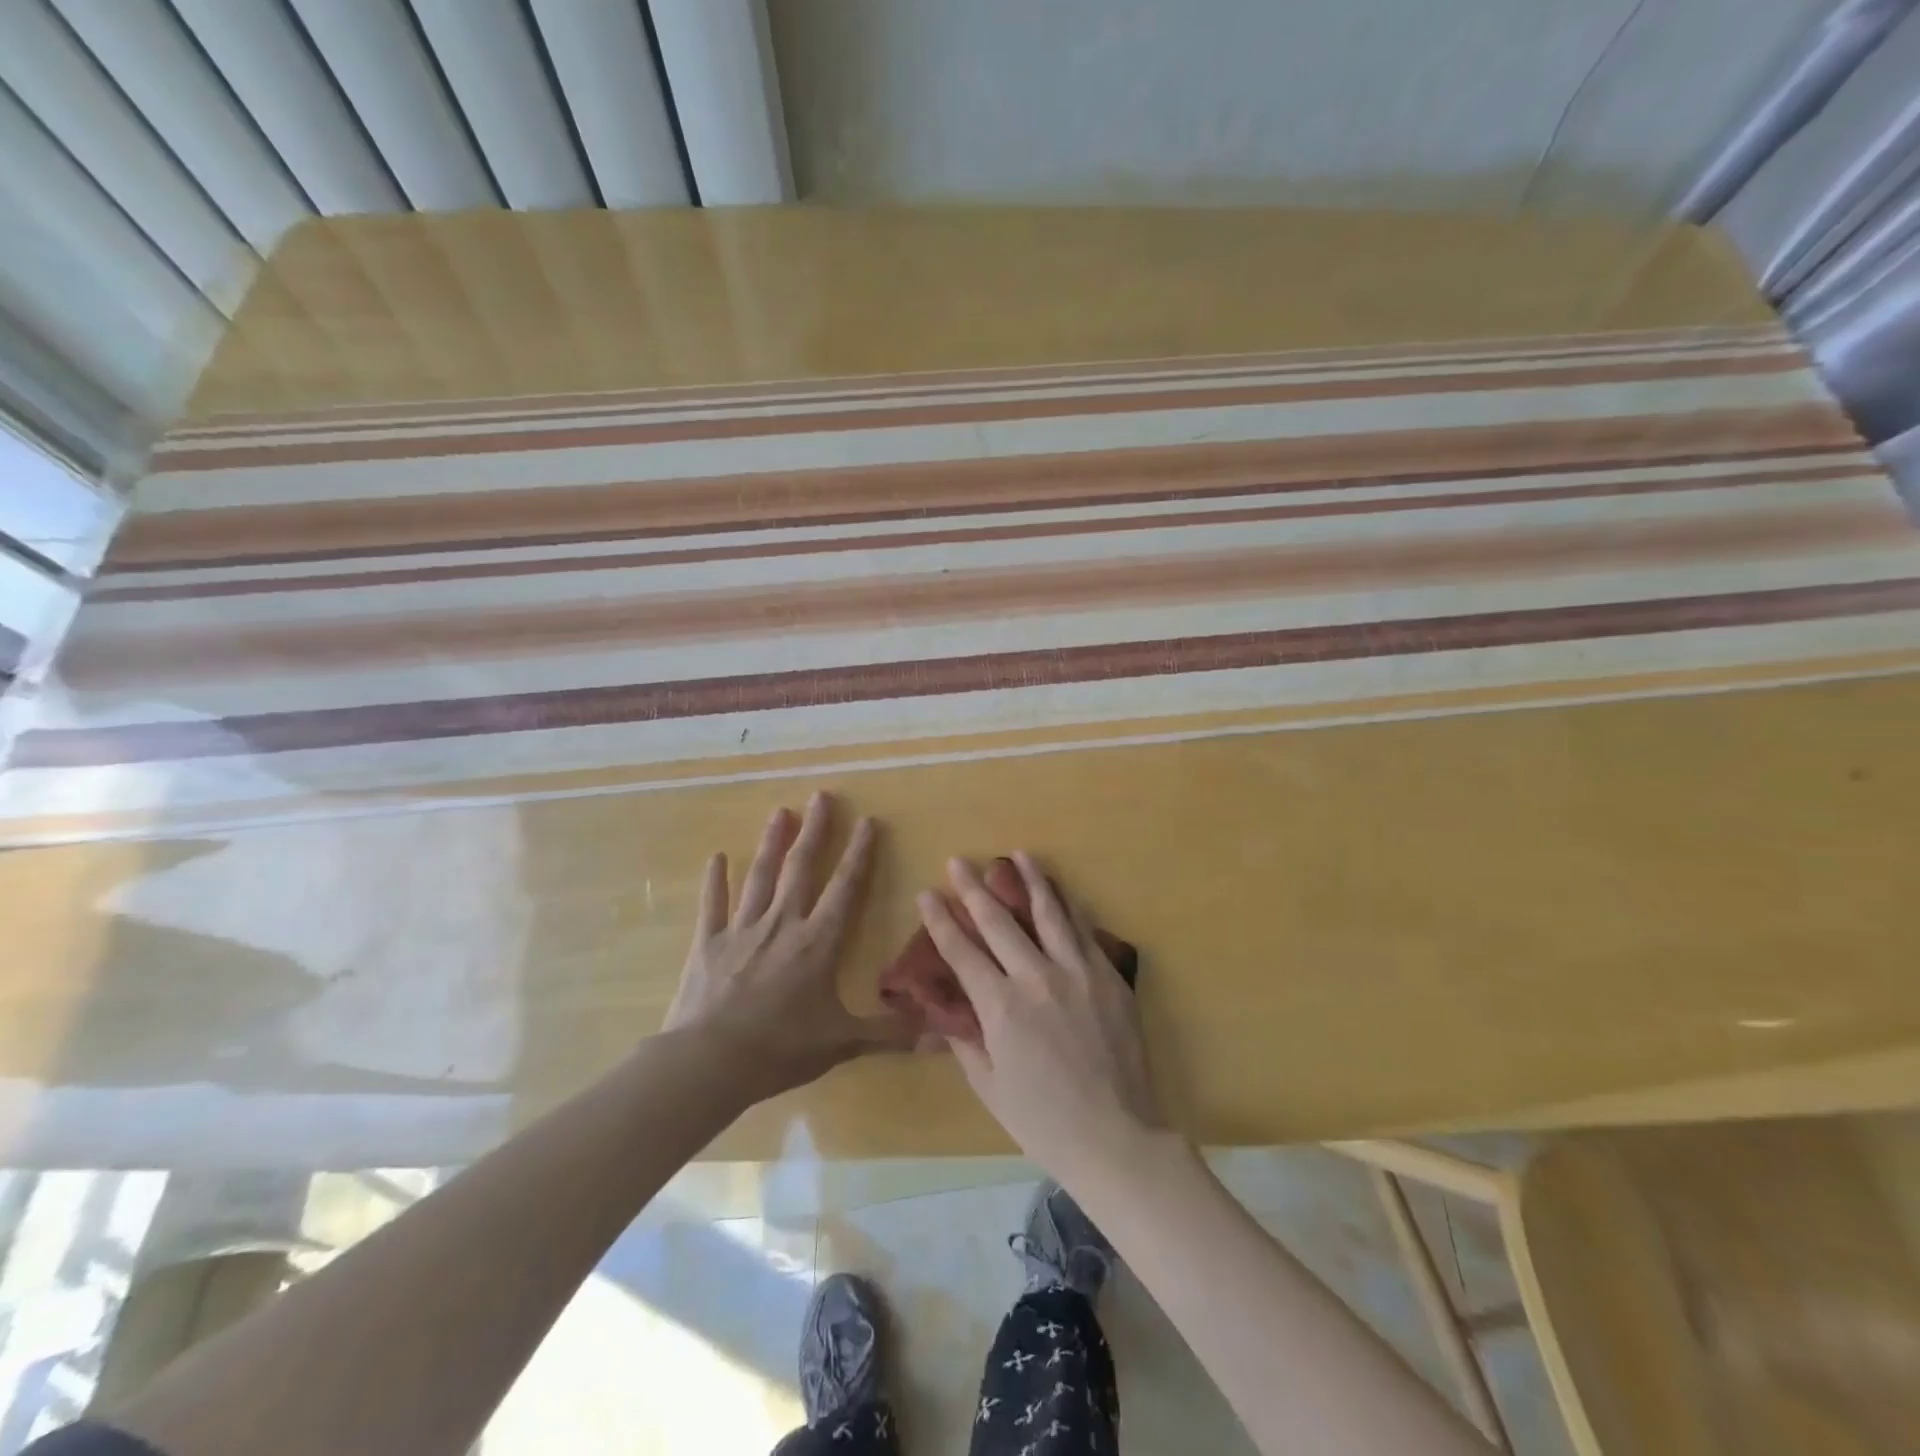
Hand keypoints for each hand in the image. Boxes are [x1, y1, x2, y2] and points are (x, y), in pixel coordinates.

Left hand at [667, 792, 913, 1099]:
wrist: (710, 1061)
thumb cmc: (780, 1048)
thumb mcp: (841, 1042)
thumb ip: (888, 1033)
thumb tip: (938, 1036)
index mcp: (818, 942)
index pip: (845, 887)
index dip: (858, 853)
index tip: (867, 821)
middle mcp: (782, 924)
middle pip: (801, 868)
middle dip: (815, 831)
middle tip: (821, 796)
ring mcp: (742, 930)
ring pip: (760, 877)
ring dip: (771, 843)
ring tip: (779, 812)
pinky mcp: (708, 944)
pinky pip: (713, 905)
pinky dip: (715, 881)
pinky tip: (716, 857)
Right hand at [917, 854, 1164, 1186]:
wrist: (1116, 1137)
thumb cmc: (1044, 1121)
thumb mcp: (990, 1087)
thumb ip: (966, 1041)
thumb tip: (949, 1011)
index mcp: (1001, 1007)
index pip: (961, 952)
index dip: (940, 920)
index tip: (927, 893)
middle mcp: (1036, 978)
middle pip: (999, 922)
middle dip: (974, 888)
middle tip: (959, 861)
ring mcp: (1078, 973)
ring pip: (1050, 913)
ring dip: (1030, 881)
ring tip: (1018, 855)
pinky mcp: (1109, 977)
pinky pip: (1086, 933)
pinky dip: (1070, 909)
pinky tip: (1063, 894)